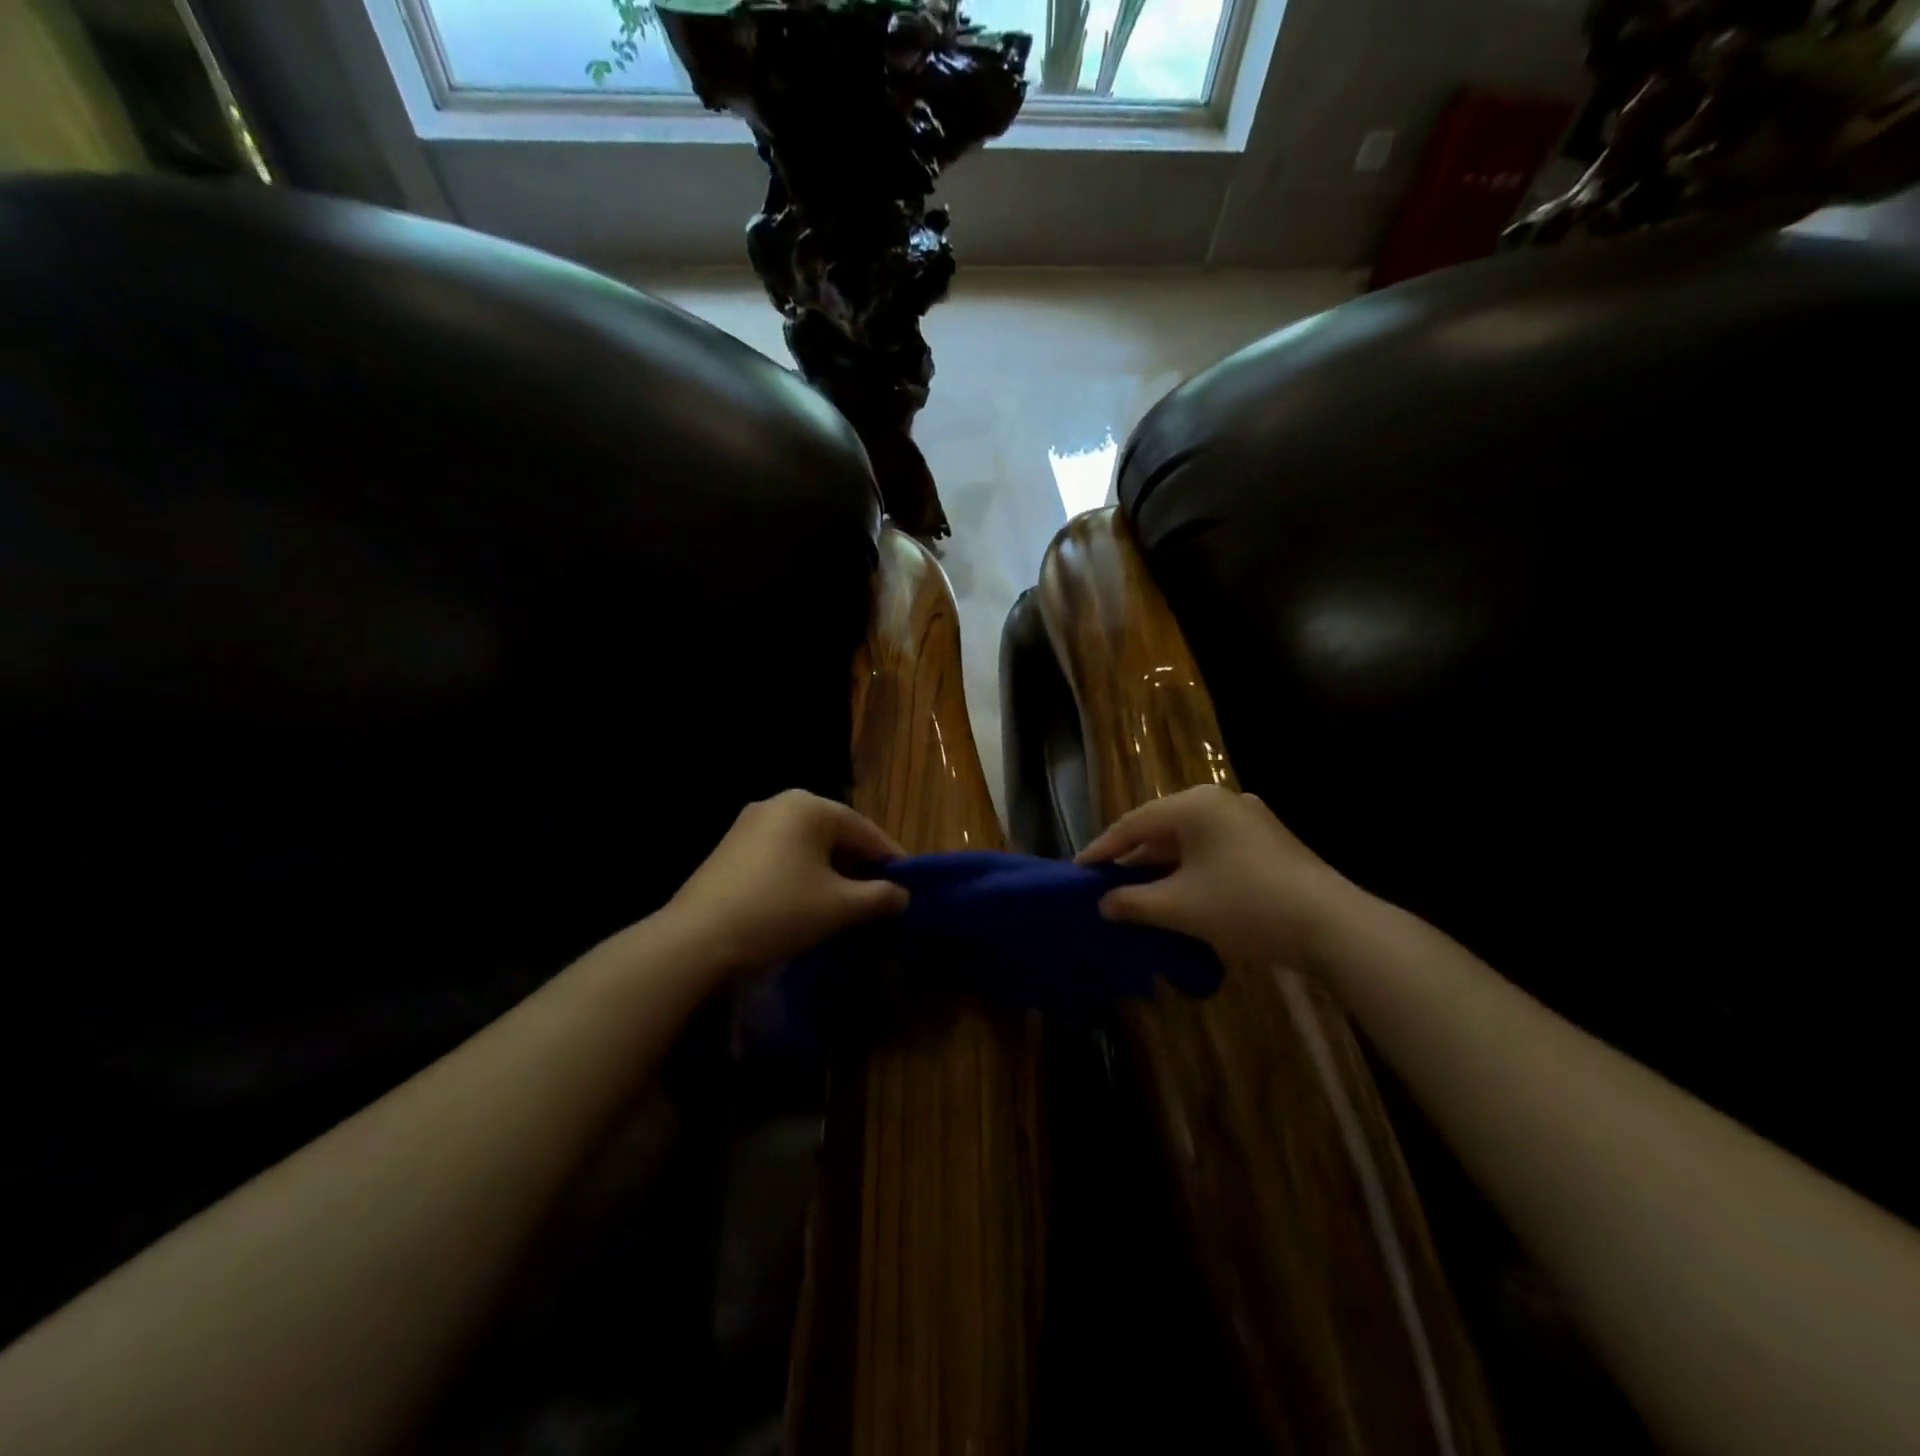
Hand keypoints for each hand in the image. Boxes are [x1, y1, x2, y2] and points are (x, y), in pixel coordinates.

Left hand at [667, 790, 909, 974]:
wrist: (696, 940)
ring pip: (808, 846)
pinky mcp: (731, 848)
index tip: (910, 887)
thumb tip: (902, 895)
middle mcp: (780, 803)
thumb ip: (879, 896)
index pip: (866, 830)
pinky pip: (783, 855)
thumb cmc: (779, 911)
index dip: (892, 860)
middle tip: (881, 898)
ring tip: (849, 905)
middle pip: (836, 834)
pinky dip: (803, 875)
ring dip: (833, 873)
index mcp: (810, 806)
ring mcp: (750, 824)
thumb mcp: (839, 906)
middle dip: (861, 866)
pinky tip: (809, 903)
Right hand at [1075, 785, 1360, 968]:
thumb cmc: (1245, 905)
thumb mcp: (1180, 907)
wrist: (1331, 925)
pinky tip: (1178, 891)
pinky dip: (1188, 867)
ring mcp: (1248, 818)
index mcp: (1195, 805)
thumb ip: (1133, 901)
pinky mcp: (1266, 840)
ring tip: (1135, 889)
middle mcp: (1219, 801)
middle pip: (1161, 826)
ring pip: (1188, 838)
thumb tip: (1103, 903)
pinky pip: (1212, 847)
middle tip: (1104, 881)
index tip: (1078, 870)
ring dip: (1160, 864)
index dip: (1103, 849)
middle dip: (1131, 856)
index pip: (1133, 823)